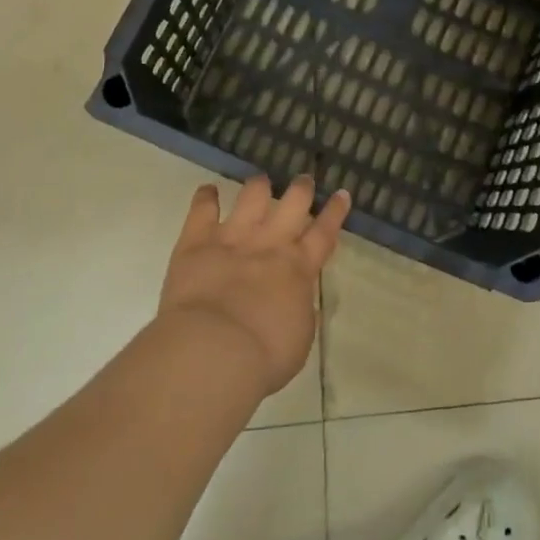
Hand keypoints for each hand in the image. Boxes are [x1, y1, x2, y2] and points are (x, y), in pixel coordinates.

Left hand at [159, 175, 349, 397]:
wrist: (214, 351)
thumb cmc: (263, 357)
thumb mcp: (299, 339)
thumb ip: (300, 312)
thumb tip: (298, 301)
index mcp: (299, 269)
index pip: (324, 233)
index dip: (335, 212)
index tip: (342, 193)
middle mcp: (270, 244)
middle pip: (292, 204)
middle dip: (301, 189)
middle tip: (304, 181)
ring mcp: (233, 239)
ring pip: (252, 197)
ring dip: (258, 187)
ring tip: (260, 181)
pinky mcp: (197, 243)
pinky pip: (202, 211)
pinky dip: (205, 198)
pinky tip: (207, 191)